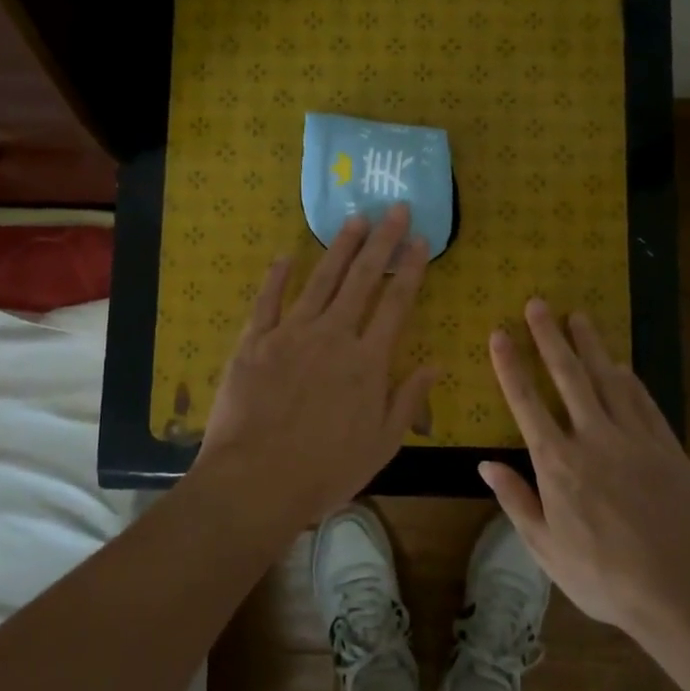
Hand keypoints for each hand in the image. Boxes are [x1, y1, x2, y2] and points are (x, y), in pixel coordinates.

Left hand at [198, 204, 436, 533]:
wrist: (255, 481)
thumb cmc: (325, 471)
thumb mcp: (381, 445)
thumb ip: (408, 400)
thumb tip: (435, 364)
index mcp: (368, 361)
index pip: (396, 303)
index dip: (410, 268)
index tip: (421, 239)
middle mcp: (333, 336)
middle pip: (362, 279)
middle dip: (382, 241)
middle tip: (394, 209)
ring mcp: (291, 334)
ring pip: (321, 280)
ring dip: (339, 247)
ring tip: (355, 219)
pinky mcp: (254, 341)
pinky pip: (267, 301)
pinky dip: (276, 277)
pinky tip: (285, 256)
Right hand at [480, 300, 689, 633]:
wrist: (681, 591)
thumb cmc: (604, 576)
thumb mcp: (546, 549)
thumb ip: (516, 501)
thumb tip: (485, 464)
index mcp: (558, 463)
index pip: (527, 402)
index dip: (511, 365)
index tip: (500, 333)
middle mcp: (593, 439)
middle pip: (568, 376)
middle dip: (549, 337)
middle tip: (538, 303)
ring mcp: (634, 439)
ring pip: (607, 379)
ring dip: (590, 345)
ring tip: (577, 315)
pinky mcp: (667, 447)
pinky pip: (644, 402)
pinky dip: (629, 379)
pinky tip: (621, 364)